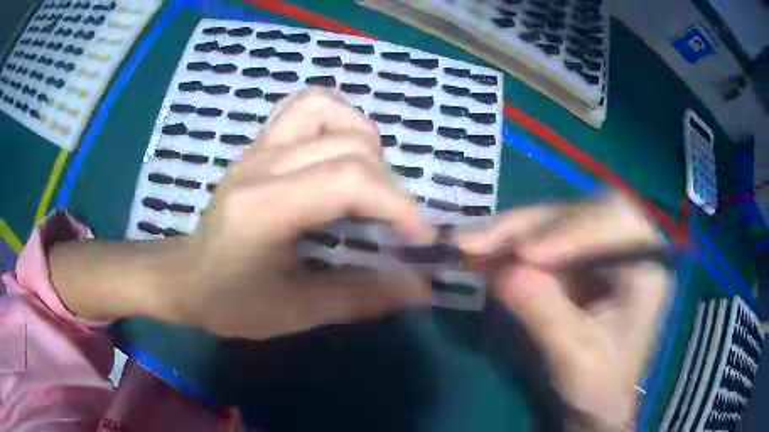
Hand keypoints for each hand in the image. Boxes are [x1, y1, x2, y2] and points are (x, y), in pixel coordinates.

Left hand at [166, 88, 434, 338]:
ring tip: (368, 180)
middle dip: (388, 184)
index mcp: (265, 209)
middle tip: (392, 224)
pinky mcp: (258, 145)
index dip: (398, 204)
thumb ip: (360, 298)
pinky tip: (339, 154)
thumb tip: (420, 287)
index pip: (346, 180)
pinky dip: (335, 121)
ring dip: (362, 140)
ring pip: (325, 107)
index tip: (422, 237)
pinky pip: (304, 107)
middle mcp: (261, 164)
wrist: (185, 277)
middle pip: (347, 144)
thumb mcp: (295, 312)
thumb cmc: (231, 301)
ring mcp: (257, 147)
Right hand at [455, 194, 669, 429]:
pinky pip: (542, 240)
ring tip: (471, 245)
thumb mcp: (575, 358)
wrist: (595, 404)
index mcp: (647, 267)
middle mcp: (627, 247)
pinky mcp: (578, 262)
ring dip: (512, 233)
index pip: (617, 222)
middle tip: (482, 242)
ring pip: (556, 222)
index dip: (572, 231)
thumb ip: (544, 314)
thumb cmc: (599, 386)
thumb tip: (500, 272)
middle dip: (531, 226)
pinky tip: (483, 253)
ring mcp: (600, 252)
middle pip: (581, 213)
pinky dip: (510, 246)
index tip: (526, 255)